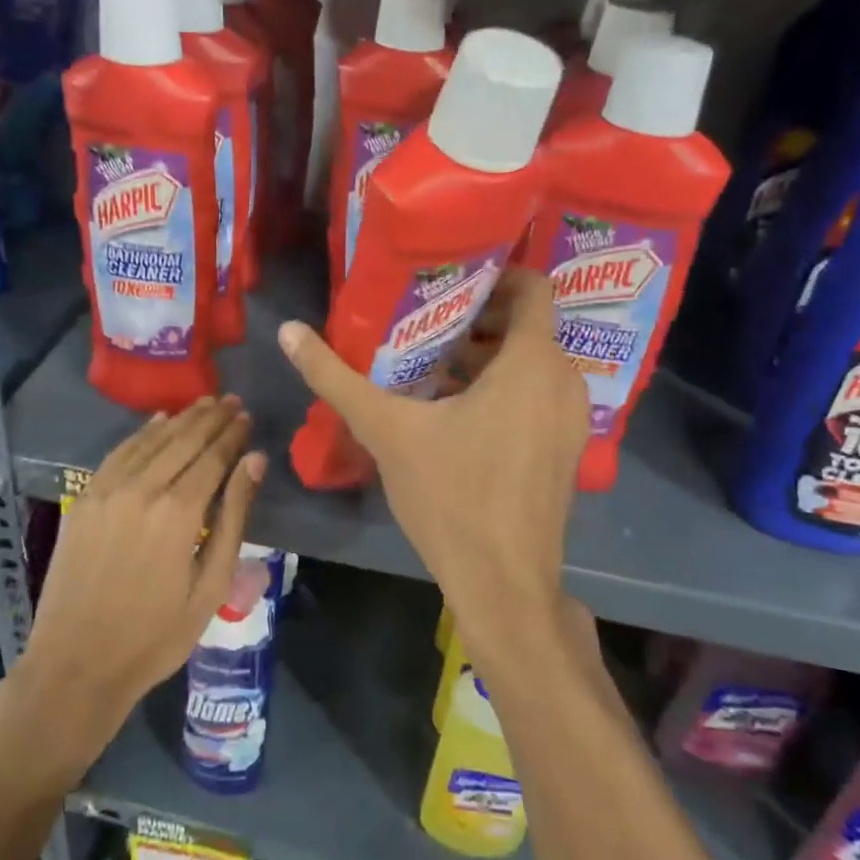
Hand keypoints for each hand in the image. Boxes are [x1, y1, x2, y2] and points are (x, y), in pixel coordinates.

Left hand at [12, 397, 265, 762]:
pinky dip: (142, 433)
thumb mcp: (210, 585)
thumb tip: (255, 461)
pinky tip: (159, 422)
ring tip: (205, 403)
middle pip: (184, 440)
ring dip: (181, 419)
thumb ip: (234, 517)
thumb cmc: (156, 635)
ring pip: (152, 440)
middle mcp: (143, 489)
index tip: (247, 416)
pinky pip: (118, 452)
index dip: (233, 434)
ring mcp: (108, 490)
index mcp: (179, 512)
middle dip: (211, 417)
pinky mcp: (84, 498)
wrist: (76, 664)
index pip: (213, 456)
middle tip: (232, 400)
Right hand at [277, 268, 586, 649]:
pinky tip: (455, 406)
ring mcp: (571, 419)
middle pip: (528, 324)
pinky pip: (538, 394)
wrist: (504, 585)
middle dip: (479, 315)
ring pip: (532, 362)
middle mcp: (564, 381)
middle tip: (426, 315)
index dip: (496, 273)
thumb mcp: (388, 430)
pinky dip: (505, 385)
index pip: (534, 286)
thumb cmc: (452, 497)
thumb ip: (336, 378)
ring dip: (488, 353)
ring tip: (432, 357)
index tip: (450, 277)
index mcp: (533, 363)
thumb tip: (288, 332)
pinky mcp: (565, 449)